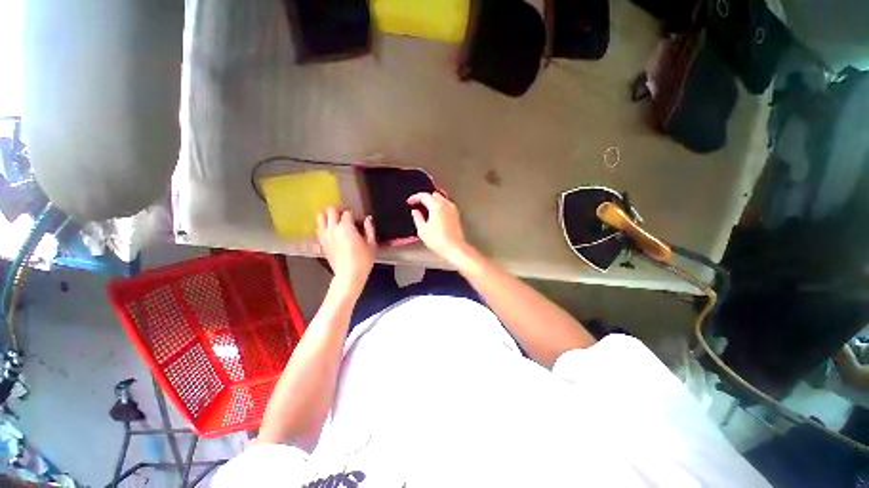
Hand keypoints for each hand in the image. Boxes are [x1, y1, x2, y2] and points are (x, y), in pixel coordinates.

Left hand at [316, 207, 376, 295]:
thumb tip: (368, 219)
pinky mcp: (321, 243)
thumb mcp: (372, 244)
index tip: (358, 220)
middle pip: (330, 210)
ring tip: (336, 221)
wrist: (349, 275)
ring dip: (328, 216)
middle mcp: (333, 229)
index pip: (347, 213)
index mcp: (346, 227)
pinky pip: (319, 229)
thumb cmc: (363, 260)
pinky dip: (324, 226)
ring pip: (320, 218)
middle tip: (345, 216)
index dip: (353, 214)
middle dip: (338, 210)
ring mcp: (325, 236)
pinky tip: (332, 232)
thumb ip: (370, 229)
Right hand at [407, 192, 470, 264]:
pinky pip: (446, 204)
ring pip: (442, 198)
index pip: (424, 195)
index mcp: (436, 206)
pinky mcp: (456, 215)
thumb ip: (417, 218)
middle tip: (417, 204)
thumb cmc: (438, 241)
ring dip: (433, 200)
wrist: (454, 248)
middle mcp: (446, 204)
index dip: (415, 197)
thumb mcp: (422, 230)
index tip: (410, 202)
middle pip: (434, 194)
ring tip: (425, 208)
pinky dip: (439, 205)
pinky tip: (435, 213)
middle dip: (425, 198)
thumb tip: (415, 212)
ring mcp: (453, 209)